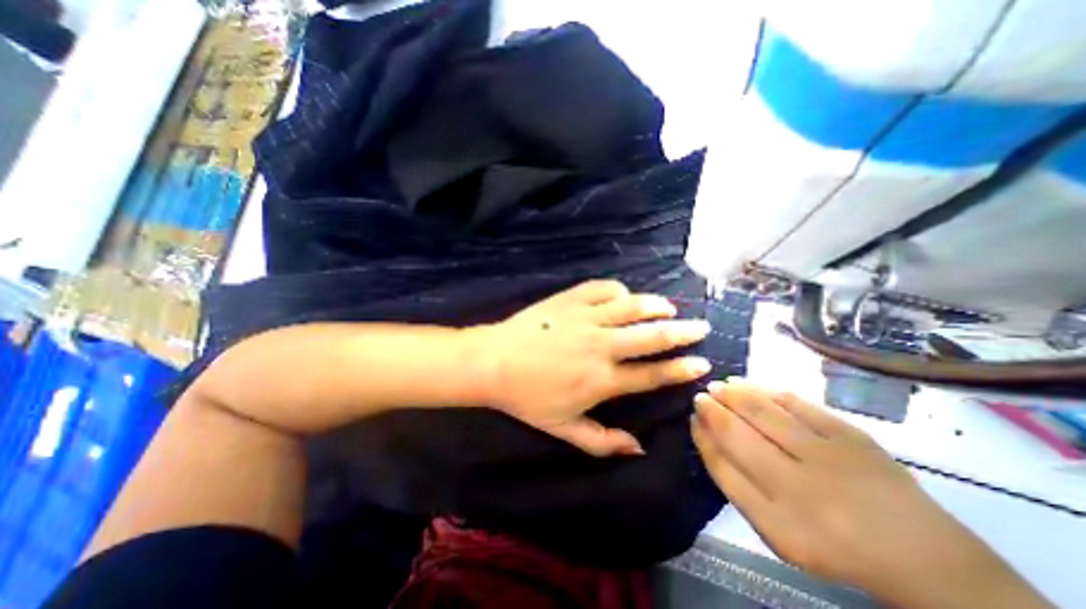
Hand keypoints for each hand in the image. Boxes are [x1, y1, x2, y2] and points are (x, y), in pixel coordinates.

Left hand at [468, 280, 713, 457]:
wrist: (493, 362)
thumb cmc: (527, 398)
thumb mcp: (563, 429)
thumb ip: (602, 442)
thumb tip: (639, 449)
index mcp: (602, 380)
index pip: (652, 374)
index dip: (680, 369)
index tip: (702, 362)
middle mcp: (601, 346)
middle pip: (652, 336)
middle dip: (682, 332)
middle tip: (700, 327)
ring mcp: (586, 318)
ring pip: (632, 306)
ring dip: (656, 306)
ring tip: (669, 309)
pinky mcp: (570, 299)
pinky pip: (604, 288)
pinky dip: (620, 291)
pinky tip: (624, 296)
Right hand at [686, 383, 1051, 605]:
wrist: (923, 557)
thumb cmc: (832, 543)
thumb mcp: (774, 530)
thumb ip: (735, 484)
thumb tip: (707, 435)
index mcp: (779, 519)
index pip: (722, 465)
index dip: (702, 436)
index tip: (692, 418)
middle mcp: (800, 486)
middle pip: (738, 433)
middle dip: (712, 409)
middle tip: (700, 395)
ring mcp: (829, 456)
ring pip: (764, 411)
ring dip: (734, 393)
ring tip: (719, 385)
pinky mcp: (852, 435)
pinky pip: (797, 403)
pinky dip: (767, 391)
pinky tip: (751, 385)